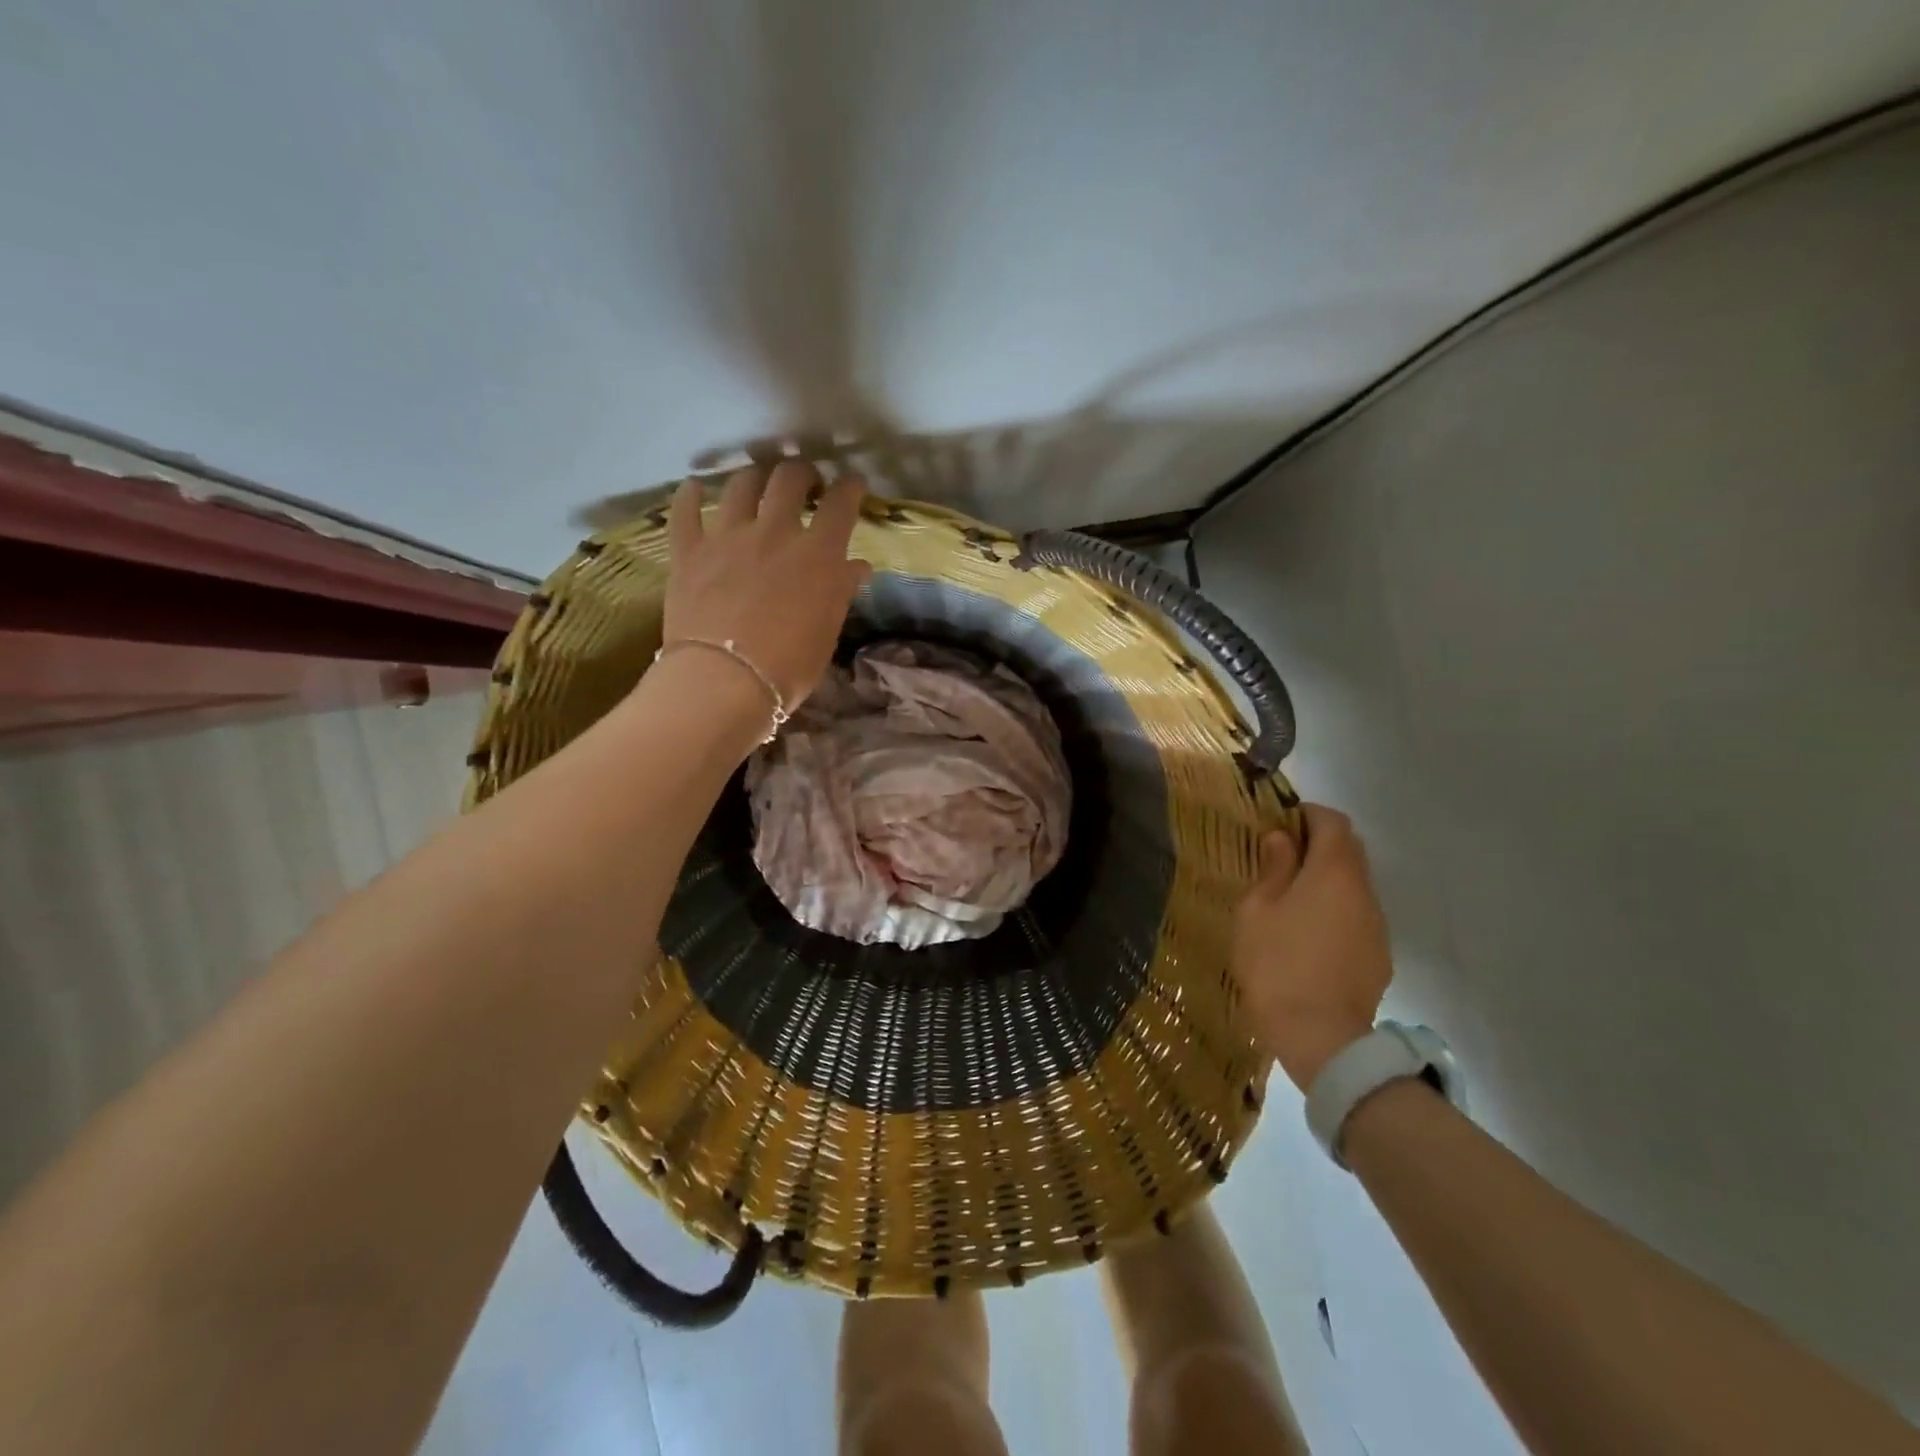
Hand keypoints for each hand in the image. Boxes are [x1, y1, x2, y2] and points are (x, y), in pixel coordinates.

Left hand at [663, 461, 873, 707]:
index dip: (850, 488)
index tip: (852, 485)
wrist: (724, 682)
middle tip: (806, 483)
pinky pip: (685, 510)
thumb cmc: (789, 667)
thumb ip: (841, 591)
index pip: (842, 504)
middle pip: (790, 479)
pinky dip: (691, 495)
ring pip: (742, 485)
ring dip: (755, 477)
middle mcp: (775, 532)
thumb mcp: (827, 632)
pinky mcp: (689, 551)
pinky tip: (695, 487)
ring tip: (759, 484)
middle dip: (802, 473)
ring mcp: (728, 537)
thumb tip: (857, 566)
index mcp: (818, 554)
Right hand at [1232, 804, 1393, 1092]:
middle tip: (1280, 857)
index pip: (1334, 822)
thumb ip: (1273, 869)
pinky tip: (1309, 934)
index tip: (1280, 821)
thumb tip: (1282, 840)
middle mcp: (1364, 891)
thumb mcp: (1257, 910)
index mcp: (1334, 873)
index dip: (1308, 814)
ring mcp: (1376, 925)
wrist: (1320, 1036)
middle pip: (1349, 850)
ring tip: (1291, 899)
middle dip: (1318, 844)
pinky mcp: (1379, 954)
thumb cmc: (1277, 963)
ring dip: (1327, 879)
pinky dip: (1336, 909)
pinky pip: (1357, 915)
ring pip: (1354, 884)